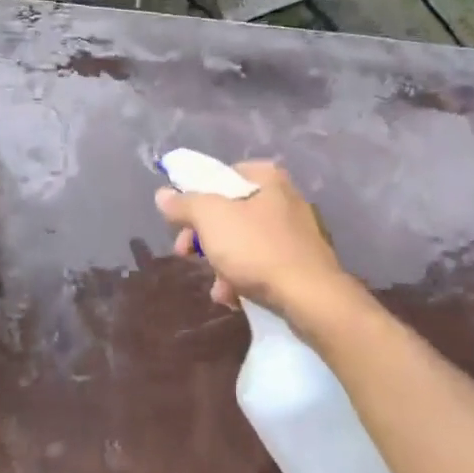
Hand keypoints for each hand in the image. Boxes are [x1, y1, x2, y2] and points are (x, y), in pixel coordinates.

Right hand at [154, 160, 346, 315]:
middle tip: (186, 253)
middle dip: (204, 236)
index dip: (198, 194)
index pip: (224, 174)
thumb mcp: (210, 218)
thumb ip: (184, 203)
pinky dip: (244, 279)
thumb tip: (163, 194)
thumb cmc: (257, 248)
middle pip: (231, 211)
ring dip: (222, 264)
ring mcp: (296, 234)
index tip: (182, 218)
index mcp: (268, 179)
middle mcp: (285, 200)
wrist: (310, 298)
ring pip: (244, 242)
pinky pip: (262, 266)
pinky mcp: (301, 265)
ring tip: (216, 286)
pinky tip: (234, 297)